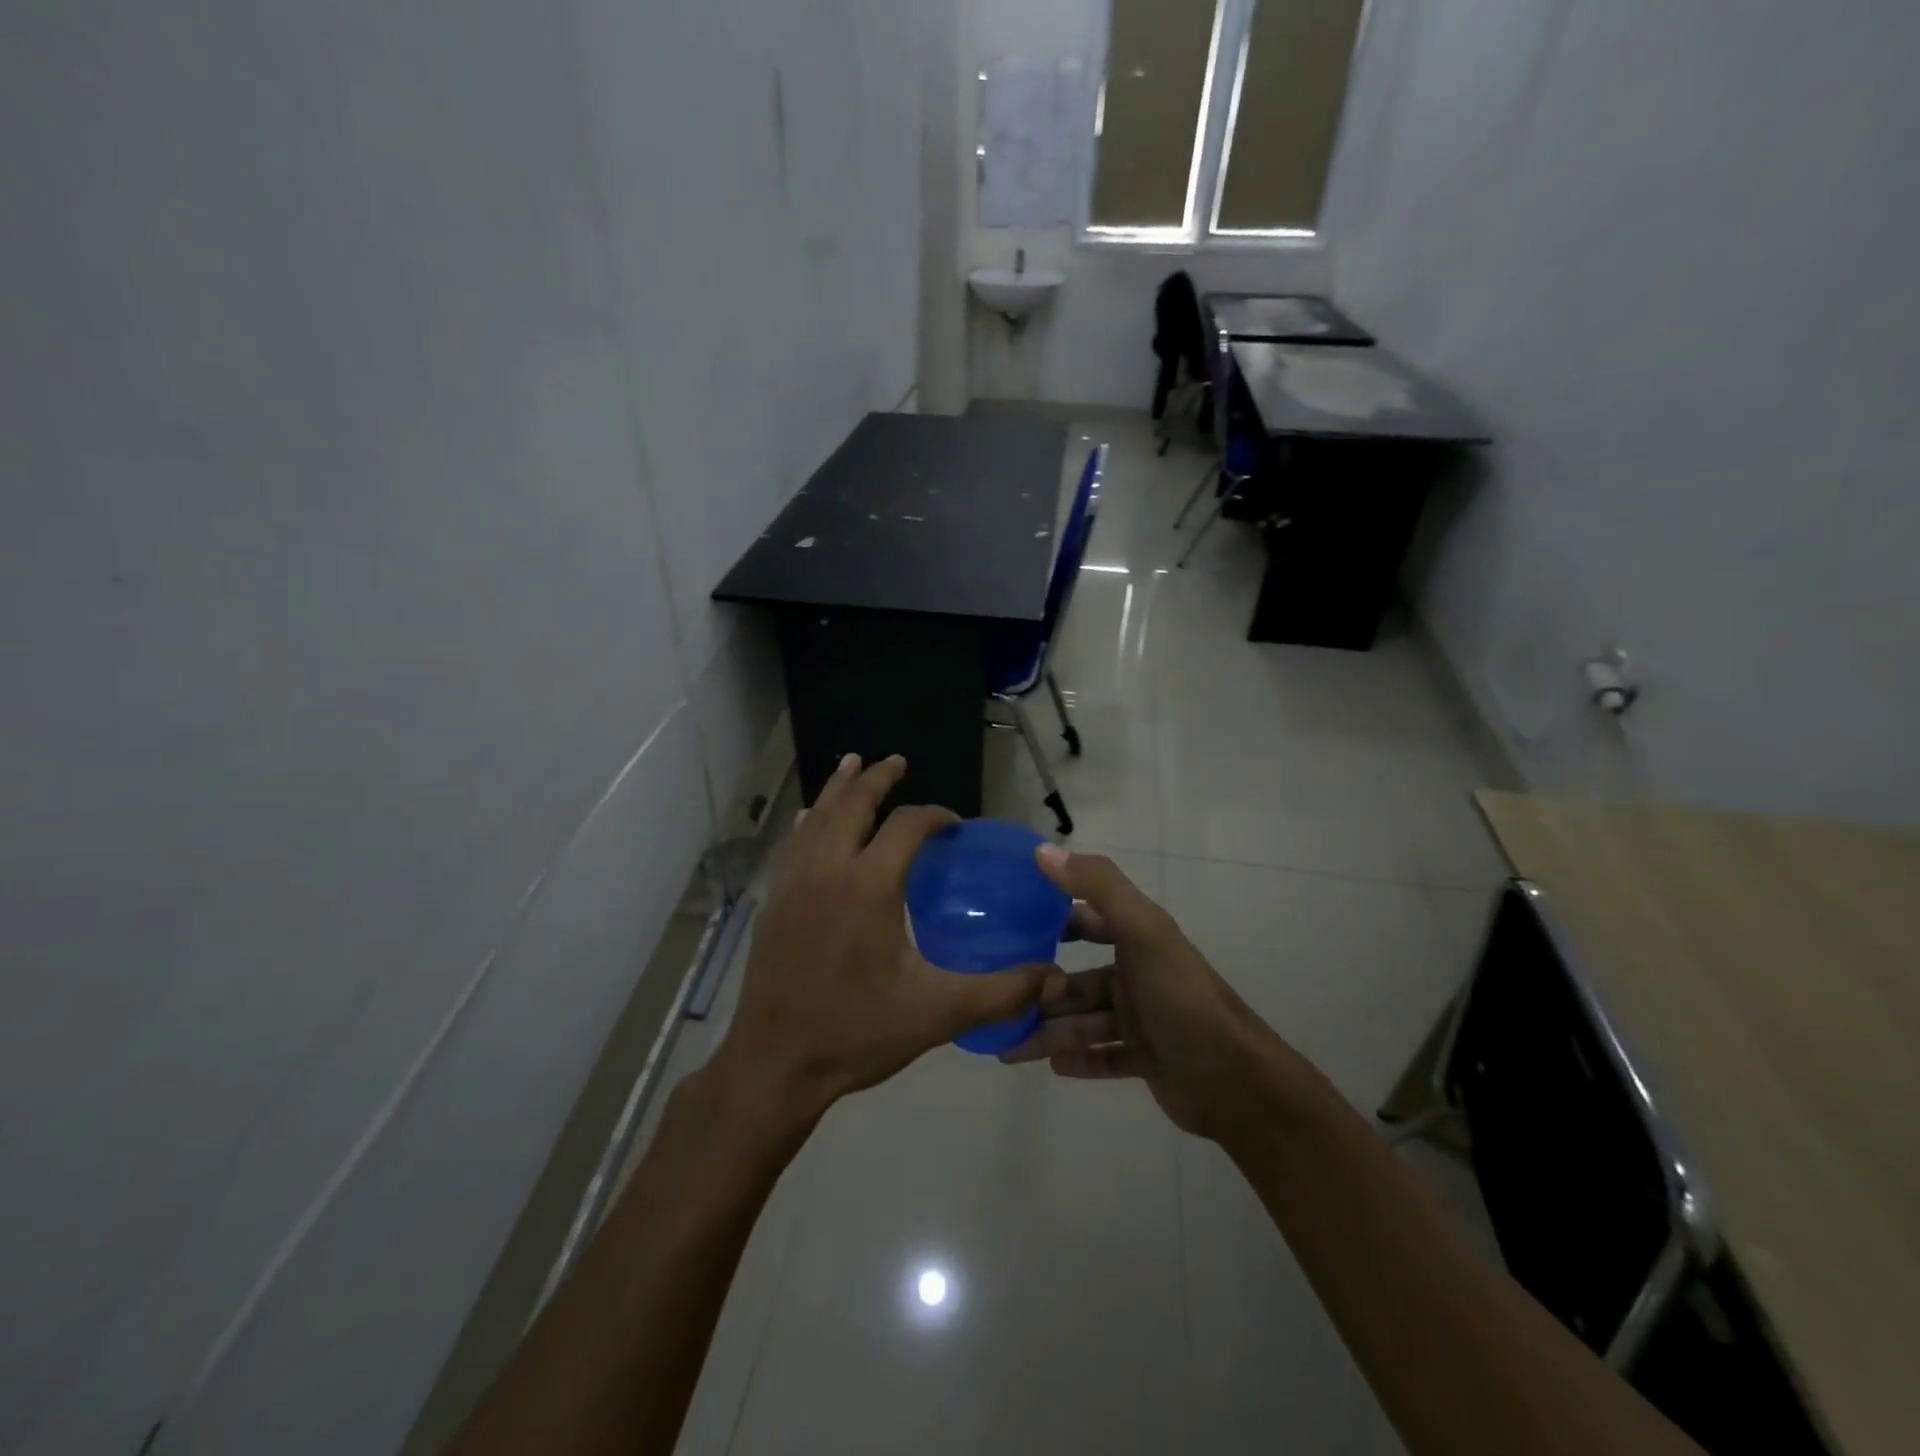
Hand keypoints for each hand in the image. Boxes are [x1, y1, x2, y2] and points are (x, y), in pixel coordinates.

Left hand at [712, 754, 1050, 1122]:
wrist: (774, 1064)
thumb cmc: (856, 1033)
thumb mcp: (937, 1013)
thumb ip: (1000, 992)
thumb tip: (1054, 978)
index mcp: (868, 885)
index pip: (906, 826)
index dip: (934, 816)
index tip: (953, 825)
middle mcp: (828, 870)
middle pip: (853, 805)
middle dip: (877, 779)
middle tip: (896, 761)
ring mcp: (793, 884)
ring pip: (818, 818)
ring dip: (839, 789)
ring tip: (852, 764)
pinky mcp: (773, 903)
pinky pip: (793, 845)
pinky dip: (808, 821)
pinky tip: (809, 819)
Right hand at [1001, 845, 1276, 1138]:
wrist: (1236, 1081)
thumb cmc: (1181, 998)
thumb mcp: (1141, 931)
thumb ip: (1097, 886)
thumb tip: (1042, 850)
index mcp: (1138, 939)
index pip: (1086, 920)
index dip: (1051, 919)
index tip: (1008, 926)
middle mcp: (1138, 975)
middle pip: (1078, 980)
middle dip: (1042, 989)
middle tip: (1000, 999)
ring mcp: (1143, 1020)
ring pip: (1084, 1022)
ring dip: (1050, 1032)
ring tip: (1010, 1047)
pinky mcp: (1147, 1059)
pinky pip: (1103, 1057)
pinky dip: (1078, 1059)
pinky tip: (1051, 1066)